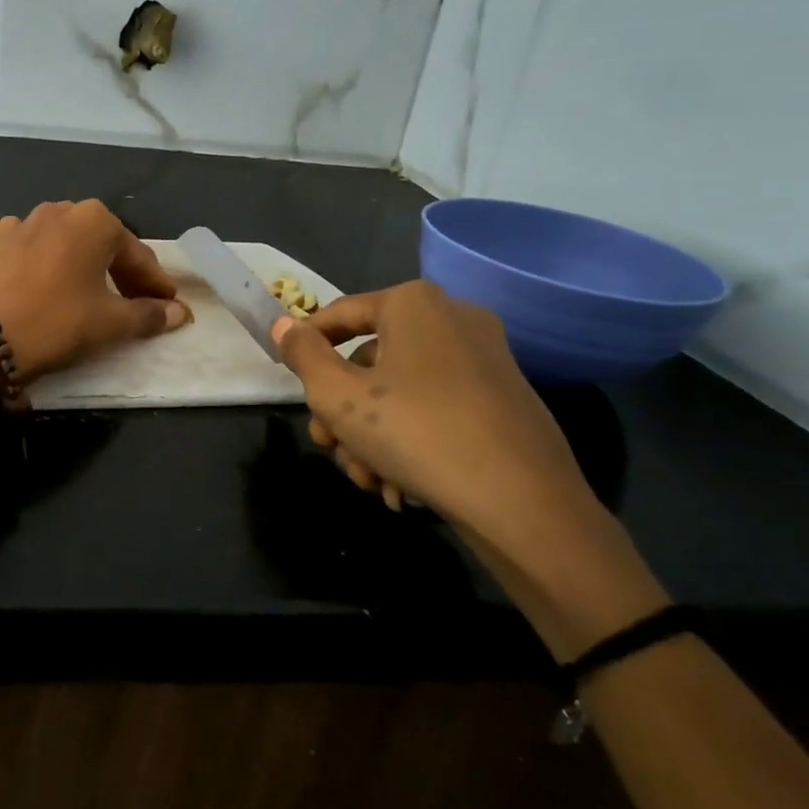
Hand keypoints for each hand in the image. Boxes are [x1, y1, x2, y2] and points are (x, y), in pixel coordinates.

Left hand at [0, 200, 190, 380]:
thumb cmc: (60, 323)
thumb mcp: (112, 323)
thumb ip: (150, 314)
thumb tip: (179, 313)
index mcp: (95, 220)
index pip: (137, 255)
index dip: (155, 283)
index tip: (168, 304)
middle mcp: (59, 210)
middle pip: (100, 243)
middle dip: (120, 271)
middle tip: (133, 301)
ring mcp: (20, 222)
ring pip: (63, 242)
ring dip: (80, 263)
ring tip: (87, 292)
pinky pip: (29, 249)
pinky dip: (43, 264)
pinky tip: (43, 284)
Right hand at [274, 282, 601, 564]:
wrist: (524, 504)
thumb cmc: (417, 433)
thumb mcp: (338, 396)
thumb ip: (303, 355)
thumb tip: (284, 323)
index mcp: (414, 304)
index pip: (339, 315)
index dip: (305, 347)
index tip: (288, 382)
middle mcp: (452, 319)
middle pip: (369, 361)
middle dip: (341, 411)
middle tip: (328, 447)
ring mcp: (484, 360)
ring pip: (400, 392)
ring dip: (371, 436)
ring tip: (366, 481)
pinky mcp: (503, 400)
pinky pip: (437, 409)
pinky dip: (411, 442)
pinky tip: (399, 488)